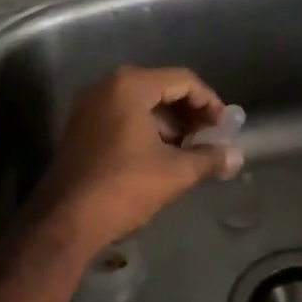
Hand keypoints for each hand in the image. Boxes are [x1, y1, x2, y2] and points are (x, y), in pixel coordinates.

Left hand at [27, 65, 241, 253]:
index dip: (209, 102)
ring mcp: (89, 108)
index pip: (182, 80)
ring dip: (170, 125)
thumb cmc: (124, 186)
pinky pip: (123, 119)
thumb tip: (236, 157)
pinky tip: (162, 158)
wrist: (65, 221)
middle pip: (161, 88)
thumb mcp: (175, 172)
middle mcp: (106, 87)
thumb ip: (209, 158)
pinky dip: (147, 131)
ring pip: (142, 105)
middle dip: (190, 113)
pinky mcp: (81, 130)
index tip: (225, 127)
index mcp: (130, 86)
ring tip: (190, 152)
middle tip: (210, 138)